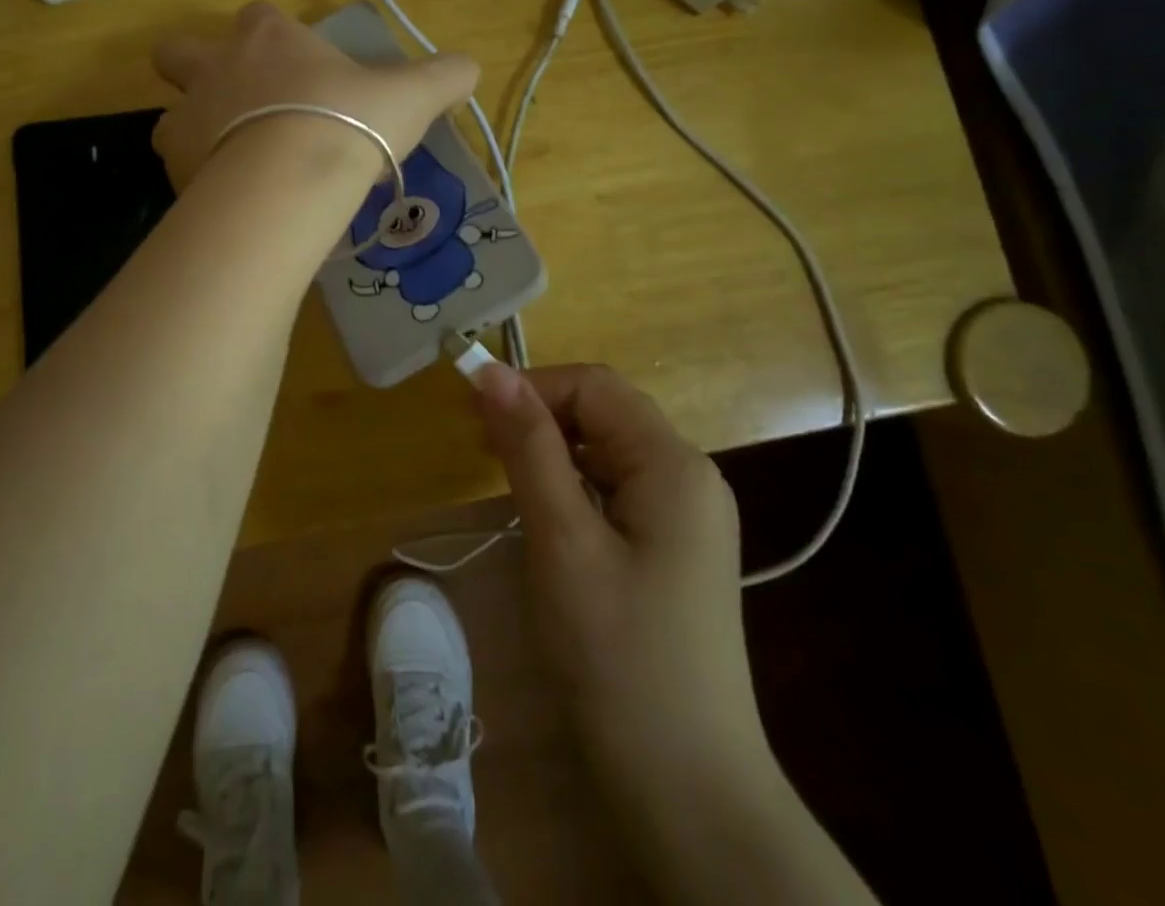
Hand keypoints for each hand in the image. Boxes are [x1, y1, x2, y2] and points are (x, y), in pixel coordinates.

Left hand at [150, 2, 477, 187]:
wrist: (293, 178)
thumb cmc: (349, 121)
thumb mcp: (409, 97)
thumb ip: (441, 77)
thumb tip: (472, 67)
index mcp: (267, 37)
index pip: (258, 17)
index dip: (271, 37)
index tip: (296, 69)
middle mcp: (216, 67)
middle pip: (179, 53)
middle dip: (194, 71)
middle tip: (233, 104)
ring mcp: (187, 116)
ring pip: (170, 115)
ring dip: (193, 131)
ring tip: (231, 162)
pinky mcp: (175, 167)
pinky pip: (177, 167)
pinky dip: (197, 180)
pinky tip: (229, 201)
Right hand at [471, 365, 774, 837]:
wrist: (687, 792)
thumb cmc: (618, 656)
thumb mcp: (563, 541)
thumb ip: (529, 448)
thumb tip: (490, 371)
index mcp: (673, 463)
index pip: (594, 385)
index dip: (532, 386)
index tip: (474, 414)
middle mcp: (689, 475)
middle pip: (604, 412)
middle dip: (539, 416)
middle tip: (480, 448)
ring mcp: (686, 515)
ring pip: (607, 449)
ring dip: (552, 450)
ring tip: (503, 479)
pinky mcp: (673, 548)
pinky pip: (616, 487)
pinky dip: (572, 484)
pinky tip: (545, 517)